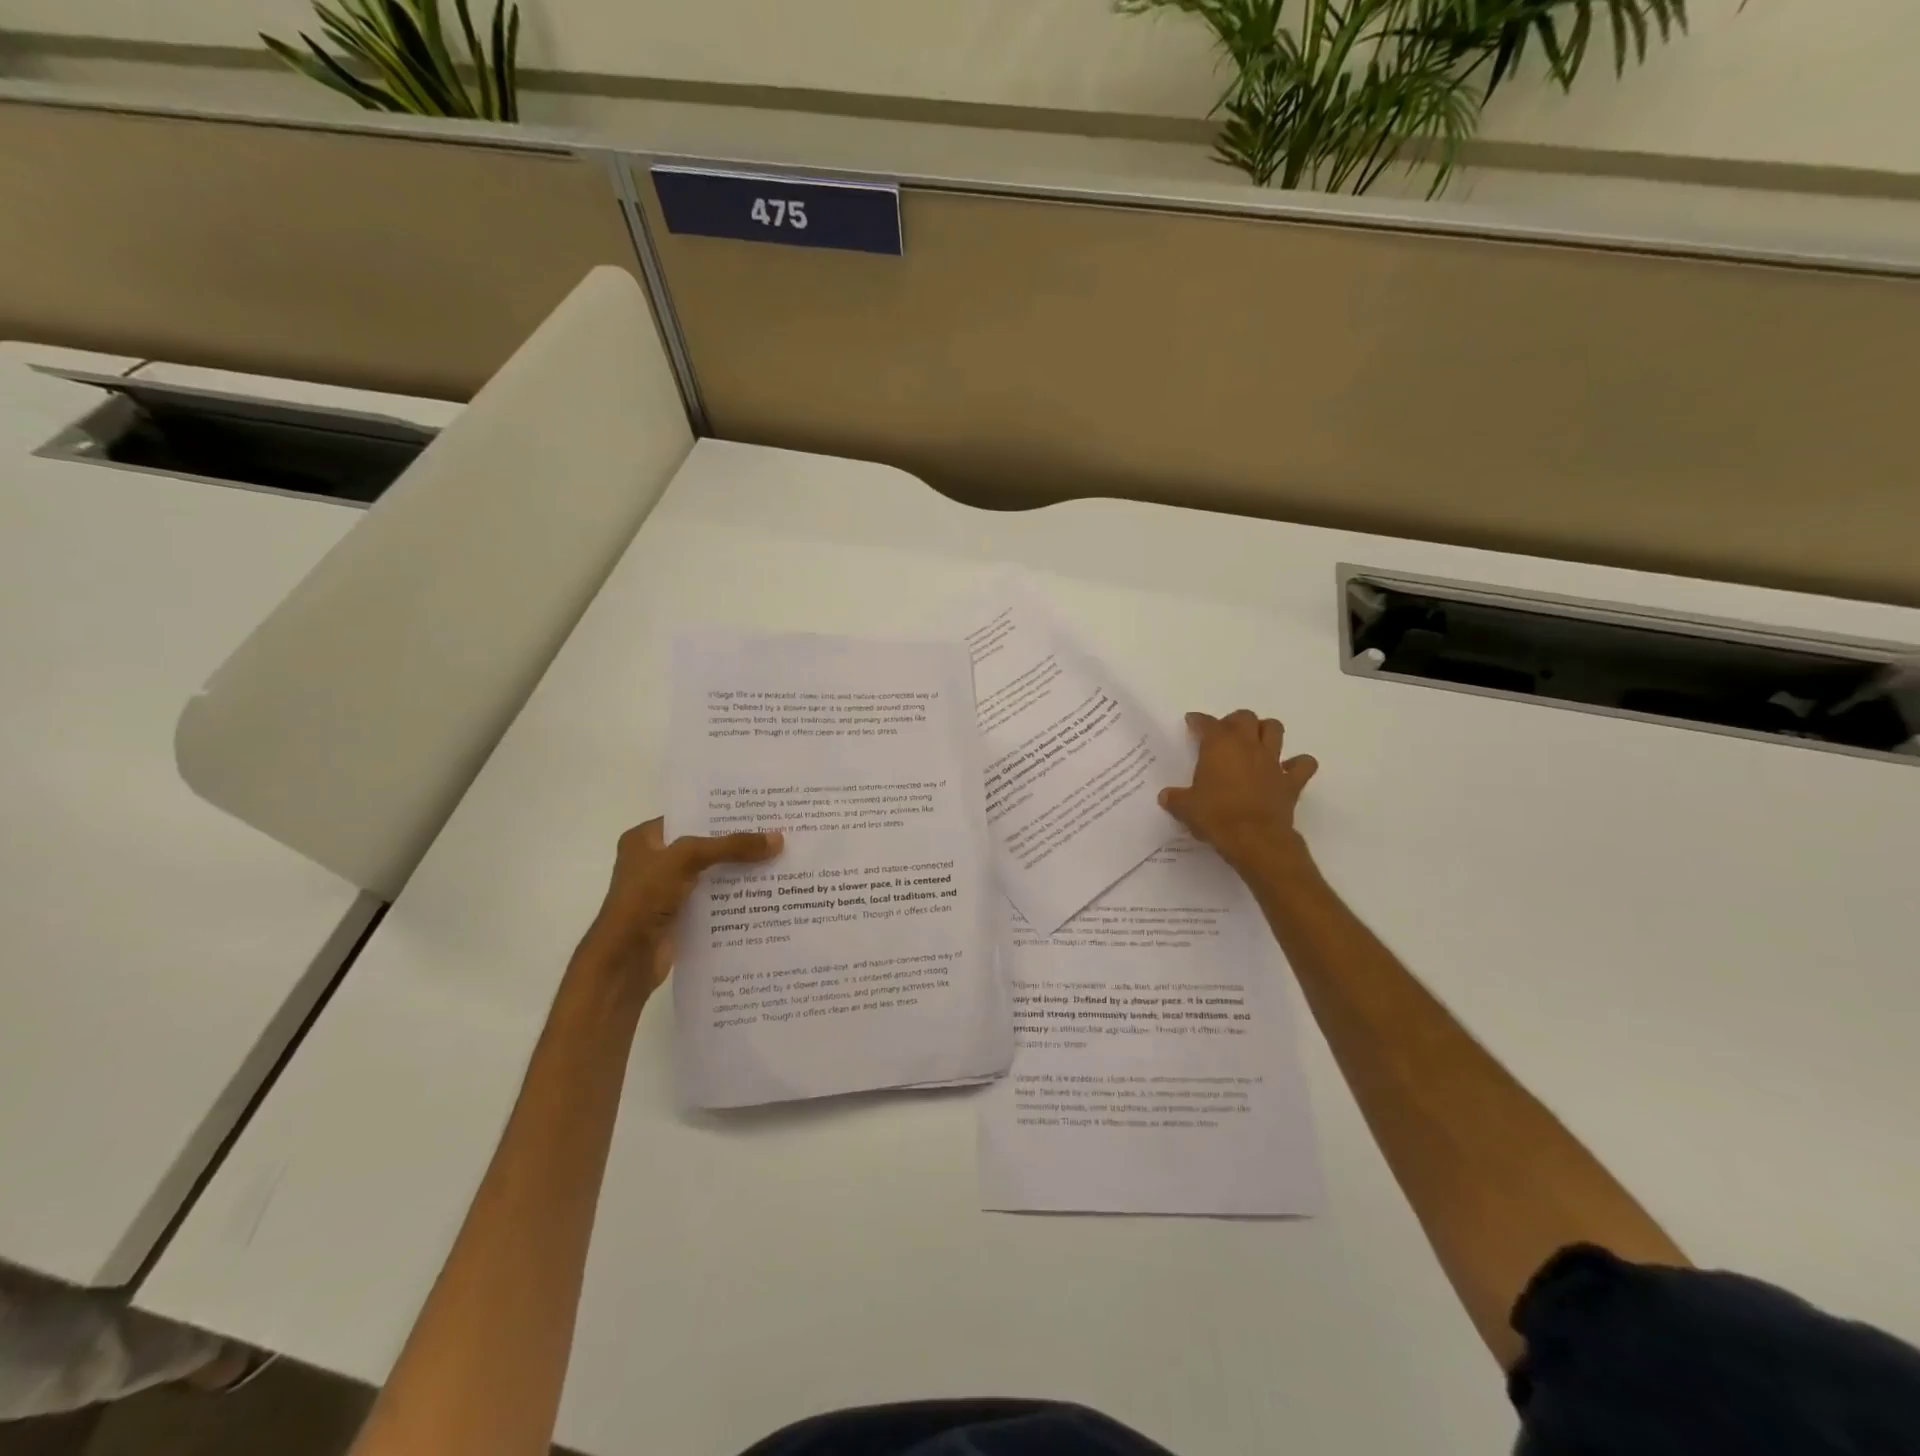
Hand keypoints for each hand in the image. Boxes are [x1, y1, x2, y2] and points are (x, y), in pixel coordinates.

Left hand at [573, 818, 782, 997]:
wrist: (626, 959)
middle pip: (704, 845)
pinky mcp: (680, 915)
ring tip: (779, 858)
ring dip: (739, 870)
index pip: (689, 816)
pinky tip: (765, 891)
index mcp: (645, 839)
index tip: (758, 810)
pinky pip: (714, 899)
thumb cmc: (645, 897)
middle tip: (776, 832)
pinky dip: (735, 896)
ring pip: (711, 873)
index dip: (721, 813)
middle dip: (737, 842)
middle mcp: (655, 861)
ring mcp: (667, 890)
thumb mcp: (687, 859)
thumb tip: (778, 839)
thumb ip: (731, 847)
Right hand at [1159, 710, 1317, 875]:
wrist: (1254, 839)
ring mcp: (1272, 761)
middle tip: (1225, 733)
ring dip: (1266, 731)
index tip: (1192, 722)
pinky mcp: (1291, 781)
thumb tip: (1166, 796)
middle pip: (1245, 717)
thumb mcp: (1185, 808)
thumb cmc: (1215, 816)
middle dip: (1234, 721)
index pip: (1207, 723)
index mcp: (1218, 746)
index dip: (1199, 721)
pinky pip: (1303, 764)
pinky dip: (1298, 764)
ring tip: (1256, 742)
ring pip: (1274, 729)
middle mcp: (1247, 746)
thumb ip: (1175, 798)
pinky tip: (1288, 769)